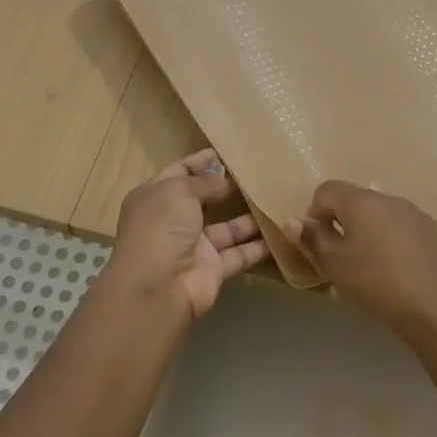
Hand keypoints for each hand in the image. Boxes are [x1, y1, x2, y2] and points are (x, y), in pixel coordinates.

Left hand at [103, 150, 269, 321]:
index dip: (202, 161)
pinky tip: (282, 232)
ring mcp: (194, 246)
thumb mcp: (179, 191)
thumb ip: (204, 182)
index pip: (180, 172)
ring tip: (276, 198)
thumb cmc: (162, 228)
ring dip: (249, 216)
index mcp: (155, 197)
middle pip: (204, 199)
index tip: (229, 150)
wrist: (159, 286)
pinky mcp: (213, 269)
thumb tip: (224, 179)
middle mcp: (173, 221)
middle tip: (260, 173)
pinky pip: (239, 253)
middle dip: (228, 187)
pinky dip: (258, 245)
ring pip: (226, 228)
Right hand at [287, 181, 436, 337]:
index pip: (326, 190)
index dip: (314, 212)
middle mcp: (389, 198)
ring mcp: (414, 213)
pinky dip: (388, 239)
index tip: (317, 242)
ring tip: (367, 264)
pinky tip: (393, 269)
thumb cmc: (377, 282)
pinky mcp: (432, 231)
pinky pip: (399, 227)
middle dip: (340, 222)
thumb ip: (312, 239)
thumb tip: (294, 221)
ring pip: (378, 214)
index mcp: (362, 201)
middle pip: (354, 200)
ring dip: (365, 231)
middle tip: (339, 256)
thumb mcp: (335, 264)